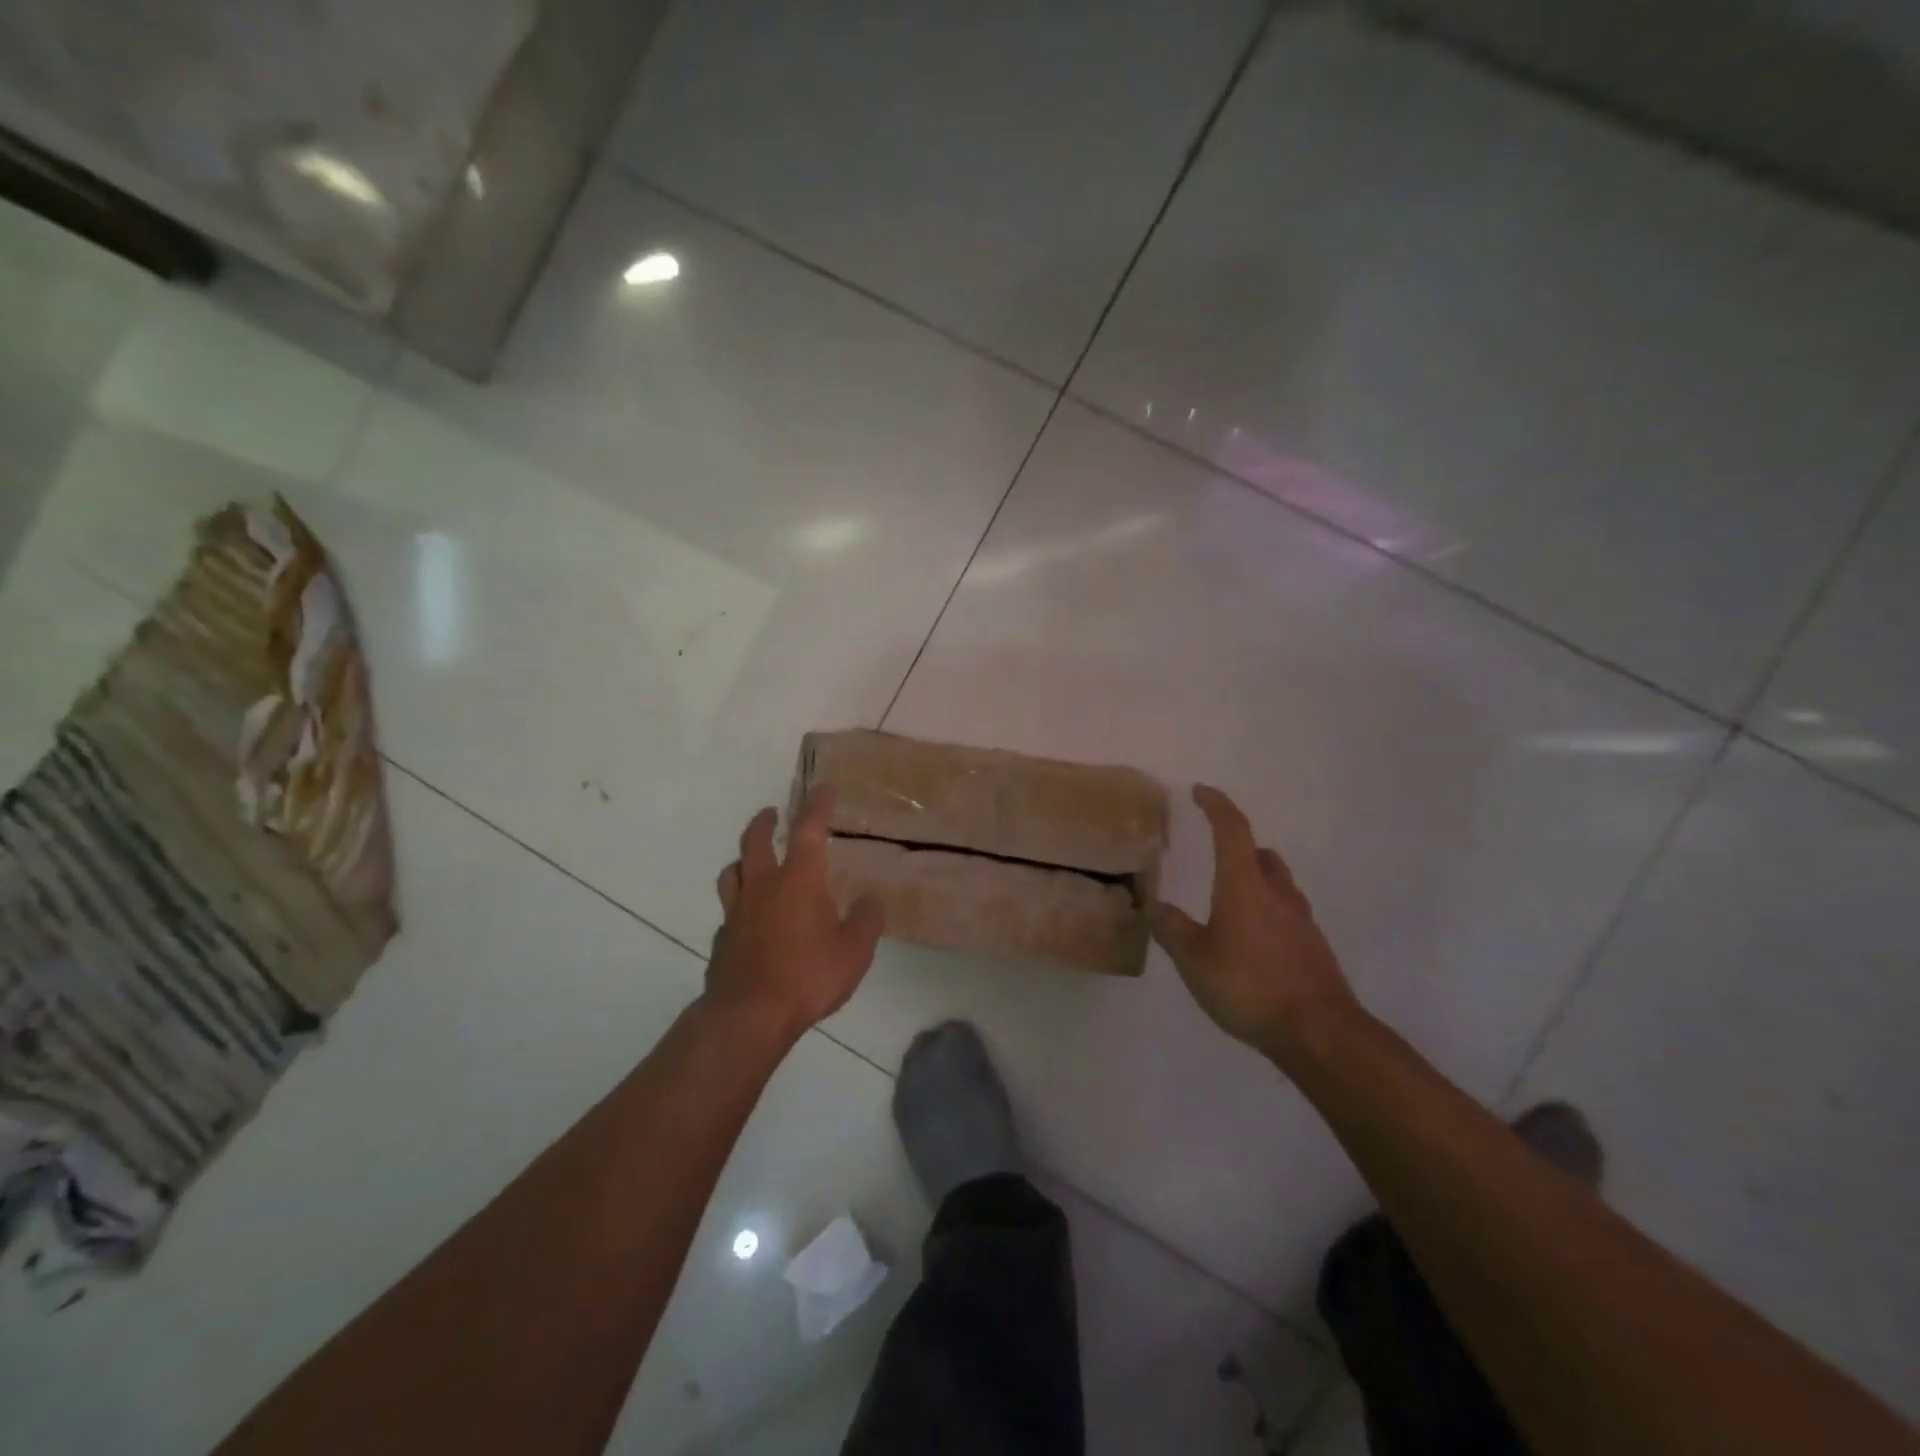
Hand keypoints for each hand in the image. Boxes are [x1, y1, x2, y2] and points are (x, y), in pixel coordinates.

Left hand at [707, 787, 884, 1041]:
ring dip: (742, 858)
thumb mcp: (854, 951)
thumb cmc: (808, 976)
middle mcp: (764, 887)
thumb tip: (871, 900)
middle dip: (766, 822)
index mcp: (799, 881)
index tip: (822, 788)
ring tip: (751, 859)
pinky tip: (747, 918)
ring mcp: (737, 912)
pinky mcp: (722, 939)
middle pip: (755, 841)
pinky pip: (729, 910)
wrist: (749, 1015)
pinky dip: (739, 903)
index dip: (816, 806)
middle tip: (773, 813)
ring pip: (732, 871)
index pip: (808, 830)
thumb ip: (866, 921)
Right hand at [1149, 784, 1358, 1057]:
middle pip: (1260, 853)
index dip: (1216, 805)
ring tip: (1231, 903)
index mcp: (1244, 885)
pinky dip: (1268, 911)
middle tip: (1214, 857)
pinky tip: (1253, 941)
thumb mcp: (1195, 960)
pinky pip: (1287, 912)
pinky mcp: (1314, 945)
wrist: (1319, 1032)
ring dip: (1255, 878)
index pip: (1231, 830)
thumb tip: (1154, 905)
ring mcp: (1301, 919)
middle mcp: (1276, 893)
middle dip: (1237, 846)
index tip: (1200, 791)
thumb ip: (1172, 929)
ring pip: (1277, 882)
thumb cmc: (1249, 986)